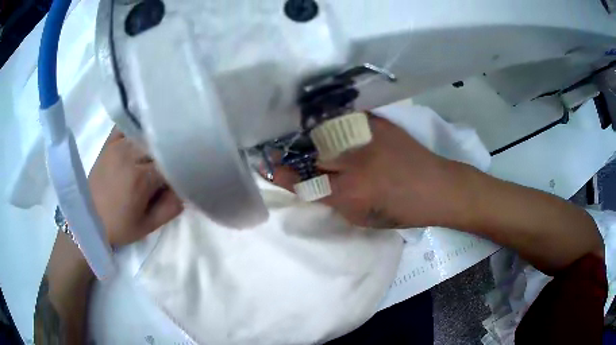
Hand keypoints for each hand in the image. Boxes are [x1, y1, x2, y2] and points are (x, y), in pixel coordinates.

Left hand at [89, 128, 183, 245]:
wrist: (87, 218)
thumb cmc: (118, 226)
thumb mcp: (147, 227)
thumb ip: (170, 209)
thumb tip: (185, 190)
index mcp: (141, 178)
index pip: (171, 163)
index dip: (179, 169)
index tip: (182, 177)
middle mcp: (130, 156)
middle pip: (160, 146)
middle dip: (168, 155)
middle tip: (171, 166)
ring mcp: (118, 146)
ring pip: (146, 135)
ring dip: (155, 142)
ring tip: (159, 151)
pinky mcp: (109, 143)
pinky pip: (127, 126)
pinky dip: (137, 127)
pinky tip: (143, 134)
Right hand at [271, 117, 463, 228]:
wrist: (436, 187)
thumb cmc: (401, 210)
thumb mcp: (362, 218)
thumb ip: (333, 201)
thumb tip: (313, 185)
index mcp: (349, 192)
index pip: (303, 181)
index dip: (282, 174)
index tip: (268, 167)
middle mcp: (352, 161)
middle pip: (309, 152)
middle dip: (291, 152)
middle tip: (279, 148)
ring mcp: (364, 137)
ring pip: (322, 132)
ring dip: (307, 134)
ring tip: (297, 133)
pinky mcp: (375, 122)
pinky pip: (343, 118)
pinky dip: (329, 121)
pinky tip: (322, 121)